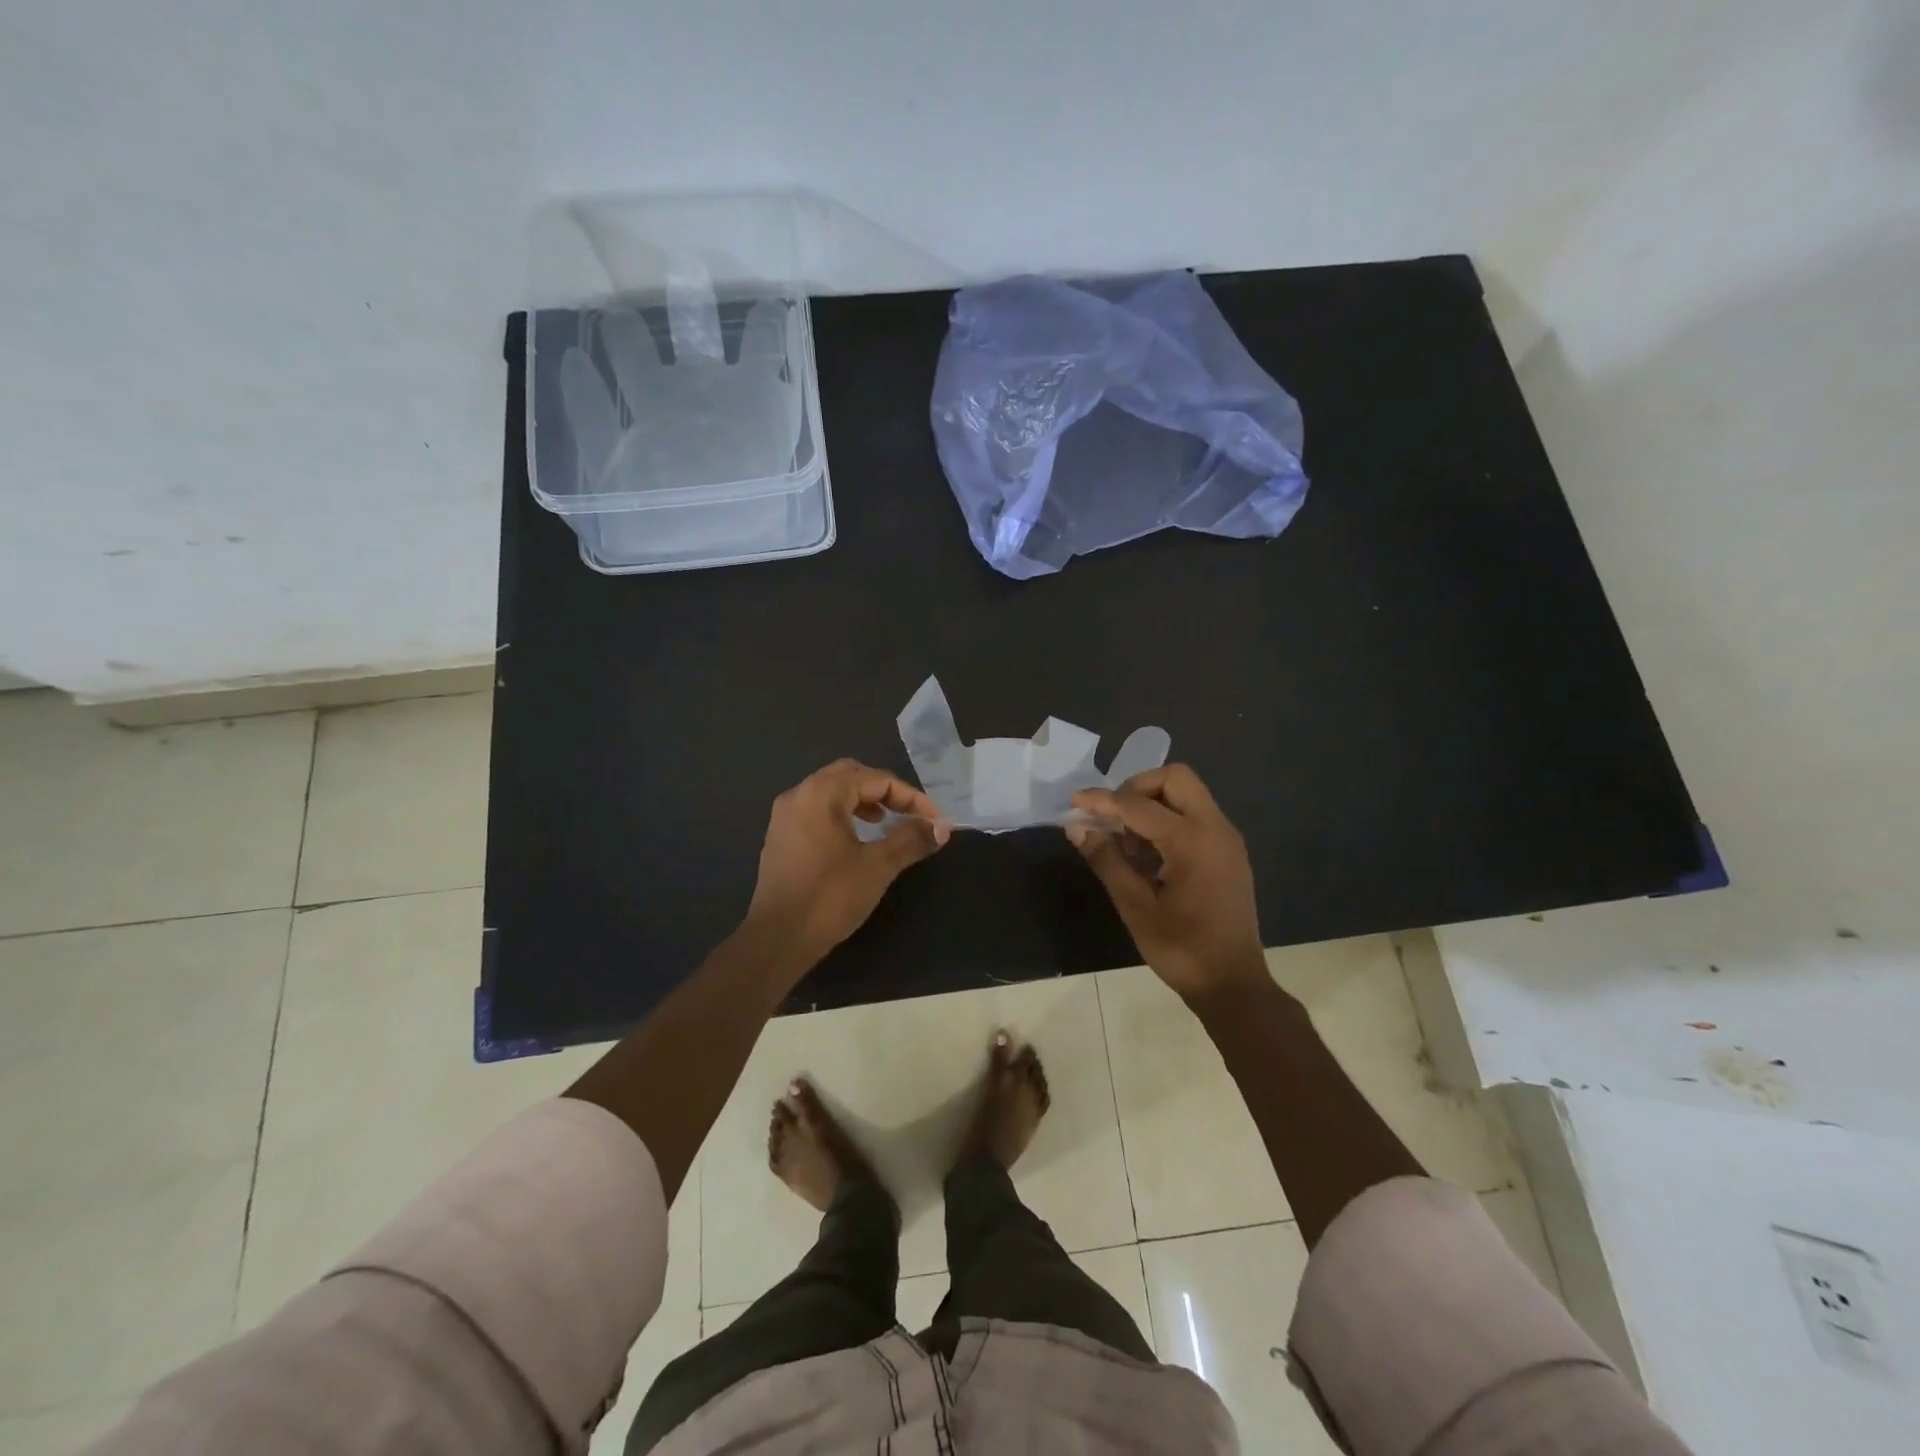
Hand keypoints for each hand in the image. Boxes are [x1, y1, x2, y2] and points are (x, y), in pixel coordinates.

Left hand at [744, 759, 949, 964]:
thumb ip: (911, 839)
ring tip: (883, 822)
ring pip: (831, 791)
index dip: (911, 797)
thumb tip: (940, 828)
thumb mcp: (878, 866)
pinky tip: (854, 840)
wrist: (778, 939)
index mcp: (823, 793)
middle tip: (908, 812)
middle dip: (884, 790)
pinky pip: (816, 810)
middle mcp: (800, 794)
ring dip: (862, 800)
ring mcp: (784, 815)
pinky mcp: (780, 837)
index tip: (935, 821)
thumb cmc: (830, 896)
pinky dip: (841, 814)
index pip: (877, 779)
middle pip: (851, 775)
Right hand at [1069, 765, 1267, 1002]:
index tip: (1074, 802)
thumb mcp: (1136, 907)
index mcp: (1193, 841)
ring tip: (1126, 841)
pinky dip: (1168, 819)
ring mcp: (1226, 838)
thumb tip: (1076, 828)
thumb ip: (1106, 860)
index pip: (1138, 805)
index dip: (1102, 800)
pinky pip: (1195, 815)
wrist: (1233, 984)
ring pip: (1186, 794)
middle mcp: (1216, 828)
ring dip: (1151, 803)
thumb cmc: (1182, 949)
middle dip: (1136, 788)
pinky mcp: (1228, 851)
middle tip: (1111, 816)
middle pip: (1174, 778)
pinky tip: (1147, 854)